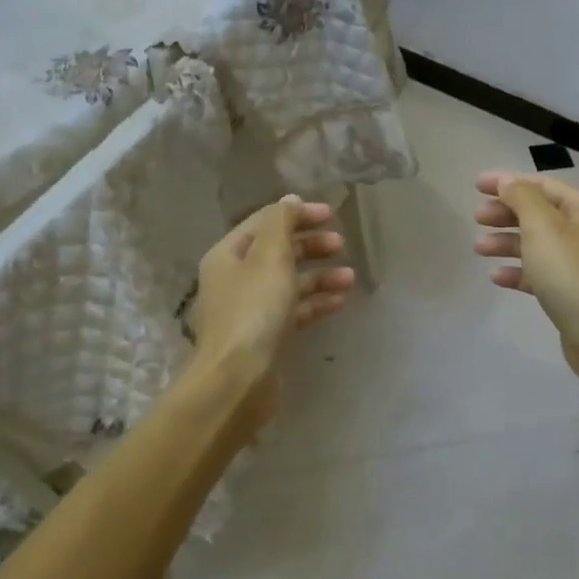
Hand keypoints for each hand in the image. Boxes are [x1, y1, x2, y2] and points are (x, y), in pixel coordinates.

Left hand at [188, 195, 354, 430]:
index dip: (297, 215)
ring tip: (350, 277)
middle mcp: (235, 279)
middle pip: (277, 252)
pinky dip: (316, 303)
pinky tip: (340, 301)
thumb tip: (289, 200)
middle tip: (340, 244)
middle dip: (310, 245)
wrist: (238, 378)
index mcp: (228, 255)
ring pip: (289, 283)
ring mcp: (250, 310)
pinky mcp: (265, 336)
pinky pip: (294, 311)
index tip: (331, 215)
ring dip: (319, 276)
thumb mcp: (270, 256)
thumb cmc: (254, 310)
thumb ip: (282, 223)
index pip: (264, 223)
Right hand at [472, 171, 578, 390]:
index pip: (544, 186)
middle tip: (477, 217)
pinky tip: (496, 277)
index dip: (509, 182)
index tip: (477, 186)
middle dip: (507, 213)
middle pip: (540, 214)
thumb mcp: (543, 227)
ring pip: (538, 245)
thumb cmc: (572, 273)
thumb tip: (508, 182)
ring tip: (478, 248)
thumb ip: (522, 199)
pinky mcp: (572, 294)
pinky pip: (540, 274)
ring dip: (507, 242)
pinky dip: (518, 272)